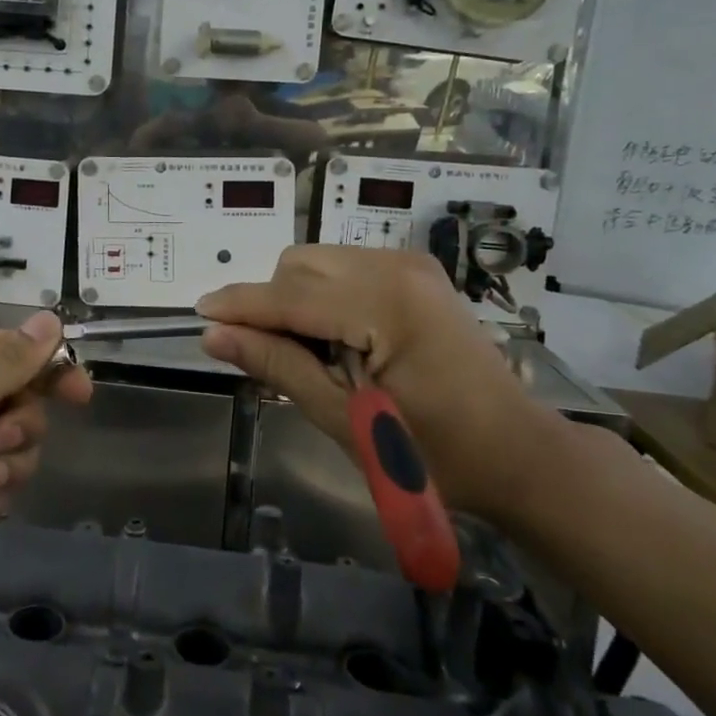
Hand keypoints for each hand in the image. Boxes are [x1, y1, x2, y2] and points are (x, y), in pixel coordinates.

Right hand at [196, 245, 559, 521]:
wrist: (517, 452)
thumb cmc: (436, 453)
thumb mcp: (347, 419)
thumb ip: (278, 367)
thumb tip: (215, 336)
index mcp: (385, 304)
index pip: (289, 296)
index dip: (239, 306)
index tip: (198, 316)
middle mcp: (396, 267)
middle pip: (298, 266)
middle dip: (270, 304)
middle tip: (269, 357)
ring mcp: (408, 264)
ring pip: (316, 262)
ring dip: (294, 298)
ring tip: (309, 353)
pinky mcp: (414, 272)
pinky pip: (342, 268)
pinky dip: (321, 295)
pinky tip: (335, 338)